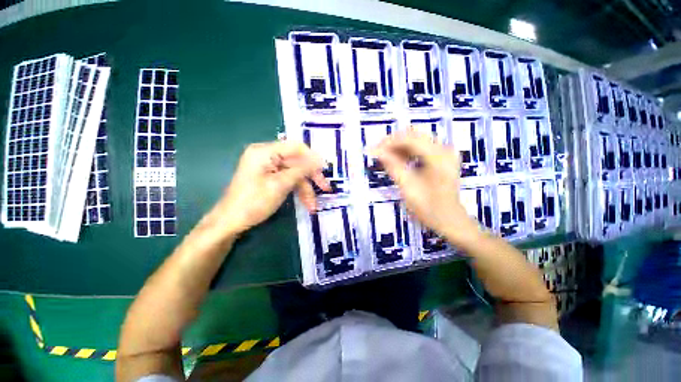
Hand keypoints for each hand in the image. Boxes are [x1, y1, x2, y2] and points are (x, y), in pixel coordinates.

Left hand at [206, 141, 329, 235]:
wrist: (230, 222)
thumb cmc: (253, 202)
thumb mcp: (280, 185)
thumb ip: (301, 169)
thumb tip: (320, 159)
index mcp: (265, 151)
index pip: (296, 147)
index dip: (313, 158)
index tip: (325, 171)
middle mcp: (267, 155)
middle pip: (297, 162)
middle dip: (311, 177)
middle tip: (325, 189)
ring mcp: (268, 167)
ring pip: (294, 174)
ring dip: (305, 189)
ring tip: (313, 206)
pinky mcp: (269, 178)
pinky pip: (288, 180)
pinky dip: (297, 191)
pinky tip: (306, 203)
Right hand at [373, 131, 478, 242]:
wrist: (450, 219)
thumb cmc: (429, 208)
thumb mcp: (408, 188)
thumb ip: (393, 167)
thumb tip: (377, 152)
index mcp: (438, 157)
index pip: (410, 139)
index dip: (389, 142)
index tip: (373, 150)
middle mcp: (444, 149)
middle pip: (414, 135)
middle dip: (393, 142)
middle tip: (377, 153)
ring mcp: (444, 152)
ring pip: (416, 140)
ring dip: (399, 146)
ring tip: (384, 157)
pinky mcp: (442, 157)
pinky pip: (421, 147)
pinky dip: (407, 151)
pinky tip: (397, 159)